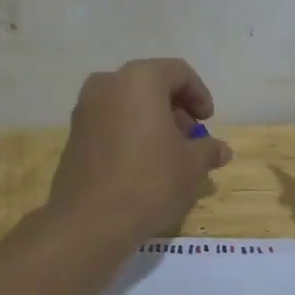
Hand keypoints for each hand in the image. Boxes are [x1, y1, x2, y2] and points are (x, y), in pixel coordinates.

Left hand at [49, 58, 233, 238]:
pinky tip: (143, 164)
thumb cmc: (150, 181)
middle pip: (151, 86)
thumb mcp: (192, 166)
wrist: (90, 221)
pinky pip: (110, 123)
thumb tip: (221, 150)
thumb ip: (208, 150)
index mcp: (139, 80)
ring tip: (169, 154)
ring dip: (152, 122)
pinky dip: (130, 133)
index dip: (199, 95)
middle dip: (176, 110)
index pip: (178, 72)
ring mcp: (85, 110)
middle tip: (191, 139)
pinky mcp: (73, 136)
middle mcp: (107, 84)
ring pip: (128, 104)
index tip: (208, 122)